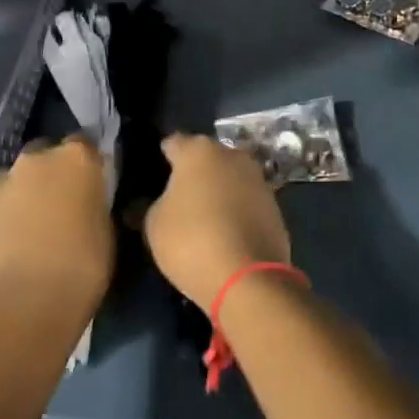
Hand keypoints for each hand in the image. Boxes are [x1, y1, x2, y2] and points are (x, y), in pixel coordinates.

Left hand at [0, 137, 112, 312]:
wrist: (23, 307)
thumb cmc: (82, 266)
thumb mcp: (105, 229)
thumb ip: (93, 204)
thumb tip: (85, 204)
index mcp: (75, 159)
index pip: (83, 142)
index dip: (85, 162)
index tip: (90, 182)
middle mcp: (33, 162)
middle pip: (42, 155)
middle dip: (48, 174)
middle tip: (57, 206)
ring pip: (10, 183)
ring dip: (19, 198)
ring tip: (26, 233)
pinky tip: (3, 254)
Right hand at [143, 133, 290, 309]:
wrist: (247, 276)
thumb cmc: (191, 241)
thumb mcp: (154, 225)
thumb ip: (148, 206)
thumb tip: (144, 203)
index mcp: (198, 151)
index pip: (173, 143)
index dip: (162, 156)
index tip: (154, 172)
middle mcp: (231, 154)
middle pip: (205, 157)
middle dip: (193, 172)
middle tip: (178, 195)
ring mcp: (257, 177)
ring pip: (229, 176)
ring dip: (217, 189)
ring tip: (202, 214)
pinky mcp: (274, 203)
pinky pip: (246, 199)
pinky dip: (235, 208)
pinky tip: (225, 230)